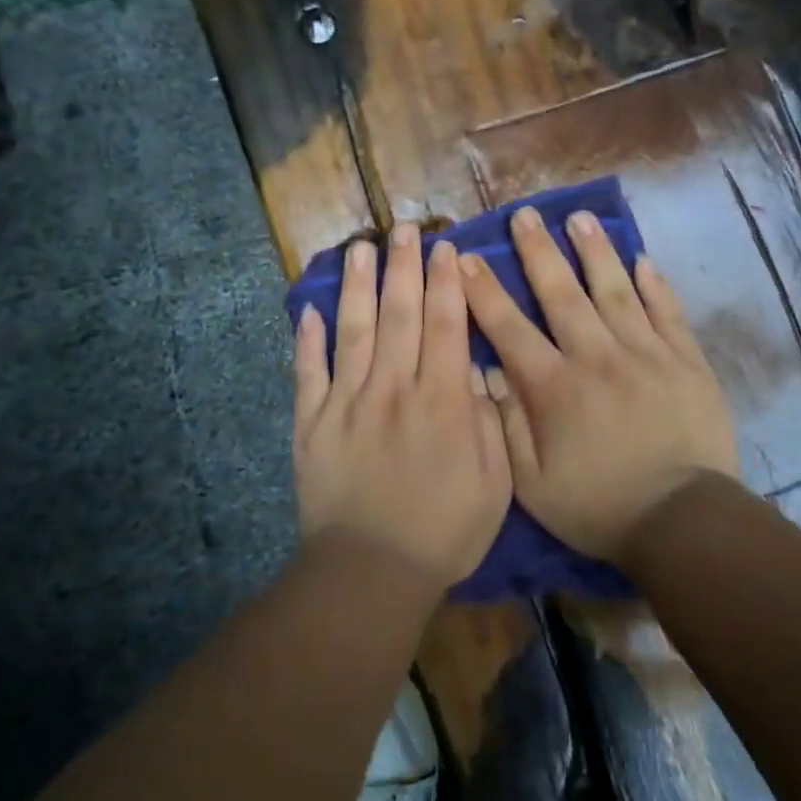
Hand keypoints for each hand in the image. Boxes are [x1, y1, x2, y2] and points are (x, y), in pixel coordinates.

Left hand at [293, 224, 512, 589]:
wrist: (370, 571)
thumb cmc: (443, 531)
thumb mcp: (493, 483)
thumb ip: (487, 421)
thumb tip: (476, 372)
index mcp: (440, 400)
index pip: (445, 325)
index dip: (445, 282)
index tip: (444, 248)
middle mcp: (391, 388)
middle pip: (399, 314)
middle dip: (403, 267)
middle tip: (403, 228)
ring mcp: (345, 402)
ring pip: (352, 330)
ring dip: (356, 286)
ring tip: (359, 249)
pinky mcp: (311, 423)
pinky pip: (308, 372)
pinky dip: (307, 340)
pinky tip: (308, 310)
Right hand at [461, 205, 738, 562]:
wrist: (683, 522)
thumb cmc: (598, 506)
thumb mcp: (533, 484)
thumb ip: (507, 425)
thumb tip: (489, 373)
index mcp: (555, 387)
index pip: (510, 327)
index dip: (485, 290)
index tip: (468, 257)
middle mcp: (597, 357)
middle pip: (562, 293)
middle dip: (539, 251)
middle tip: (525, 215)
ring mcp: (646, 354)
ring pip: (615, 290)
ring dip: (595, 251)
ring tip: (580, 217)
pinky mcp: (685, 361)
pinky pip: (667, 311)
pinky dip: (654, 284)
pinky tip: (643, 259)